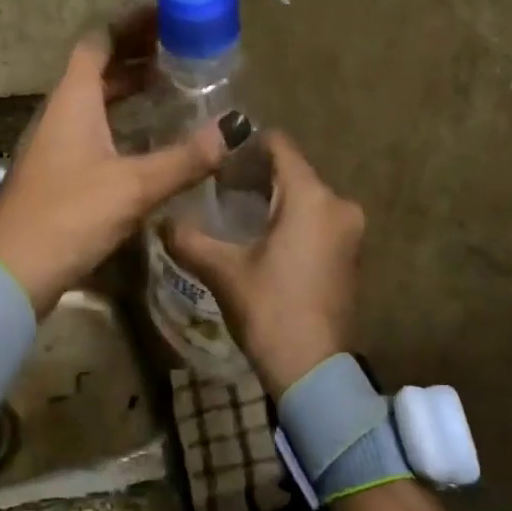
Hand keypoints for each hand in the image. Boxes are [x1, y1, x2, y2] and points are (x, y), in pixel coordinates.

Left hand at [0, 10, 228, 315]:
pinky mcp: (59, 177)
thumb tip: (235, 128)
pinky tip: (150, 142)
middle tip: (184, 52)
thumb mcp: (133, 186)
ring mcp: (56, 147)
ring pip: (96, 105)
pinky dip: (123, 126)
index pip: (98, 42)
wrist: (14, 273)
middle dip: (138, 57)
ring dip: (130, 93)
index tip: (169, 16)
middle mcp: (60, 115)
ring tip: (174, 90)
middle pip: (98, 71)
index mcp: (72, 101)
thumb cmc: (69, 216)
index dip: (131, 25)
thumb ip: (185, 158)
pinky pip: (95, 134)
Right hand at [164, 134, 364, 394]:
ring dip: (274, 201)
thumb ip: (189, 239)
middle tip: (217, 189)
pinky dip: (292, 221)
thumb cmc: (269, 309)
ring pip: (306, 198)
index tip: (217, 156)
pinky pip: (318, 221)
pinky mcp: (351, 255)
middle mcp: (339, 205)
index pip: (280, 146)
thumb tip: (160, 221)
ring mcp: (350, 231)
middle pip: (294, 172)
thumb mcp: (223, 272)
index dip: (247, 144)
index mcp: (311, 198)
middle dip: (256, 176)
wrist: (312, 367)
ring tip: (235, 215)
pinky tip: (263, 239)